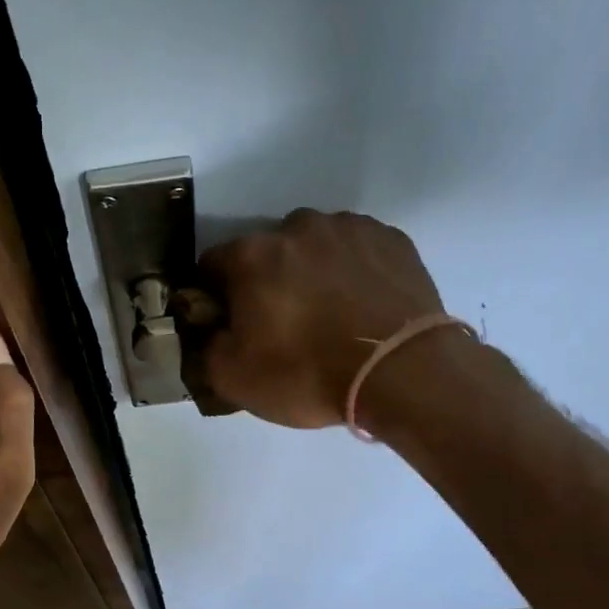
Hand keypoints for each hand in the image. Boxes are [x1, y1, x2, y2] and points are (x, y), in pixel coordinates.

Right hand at [181, 209, 450, 428]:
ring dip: (312, 272)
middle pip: (267, 252)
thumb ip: (207, 349)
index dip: (214, 296)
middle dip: (267, 282)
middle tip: (283, 325)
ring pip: (315, 247)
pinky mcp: (392, 240)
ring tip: (329, 316)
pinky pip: (358, 251)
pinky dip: (352, 272)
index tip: (228, 324)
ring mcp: (349, 229)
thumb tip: (209, 331)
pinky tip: (361, 308)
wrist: (401, 373)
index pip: (213, 265)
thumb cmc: (308, 375)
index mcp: (252, 256)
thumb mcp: (235, 380)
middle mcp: (298, 228)